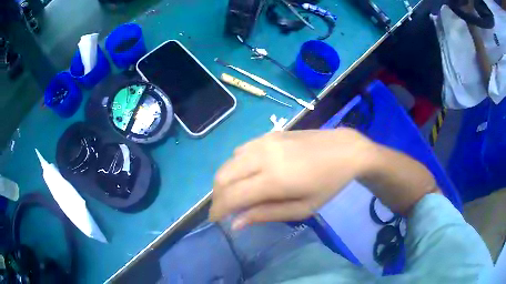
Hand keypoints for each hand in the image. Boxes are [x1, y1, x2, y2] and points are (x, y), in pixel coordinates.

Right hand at [209, 128, 373, 228]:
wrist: (345, 150)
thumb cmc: (328, 184)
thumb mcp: (302, 208)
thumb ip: (266, 214)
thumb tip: (236, 223)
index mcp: (274, 179)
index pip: (231, 196)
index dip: (218, 210)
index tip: (216, 220)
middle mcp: (263, 156)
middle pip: (222, 176)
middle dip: (217, 196)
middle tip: (225, 209)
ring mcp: (264, 141)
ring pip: (228, 162)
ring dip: (225, 180)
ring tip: (235, 193)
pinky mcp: (268, 134)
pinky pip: (240, 150)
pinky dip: (236, 166)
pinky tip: (248, 174)